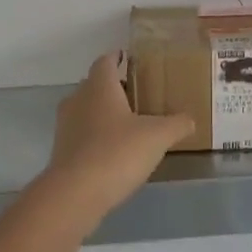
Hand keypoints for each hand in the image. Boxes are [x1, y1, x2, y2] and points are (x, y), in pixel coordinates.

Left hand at [45, 51, 194, 216]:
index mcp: (99, 87)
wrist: (75, 194)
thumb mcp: (158, 136)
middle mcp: (78, 100)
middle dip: (114, 87)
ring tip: (130, 123)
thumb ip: (177, 124)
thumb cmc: (117, 152)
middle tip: (138, 94)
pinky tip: (116, 150)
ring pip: (87, 110)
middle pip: (94, 85)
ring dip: (104, 113)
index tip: (129, 58)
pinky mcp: (62, 151)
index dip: (117, 57)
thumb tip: (190, 119)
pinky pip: (82, 134)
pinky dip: (97, 136)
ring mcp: (66, 127)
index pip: (105, 61)